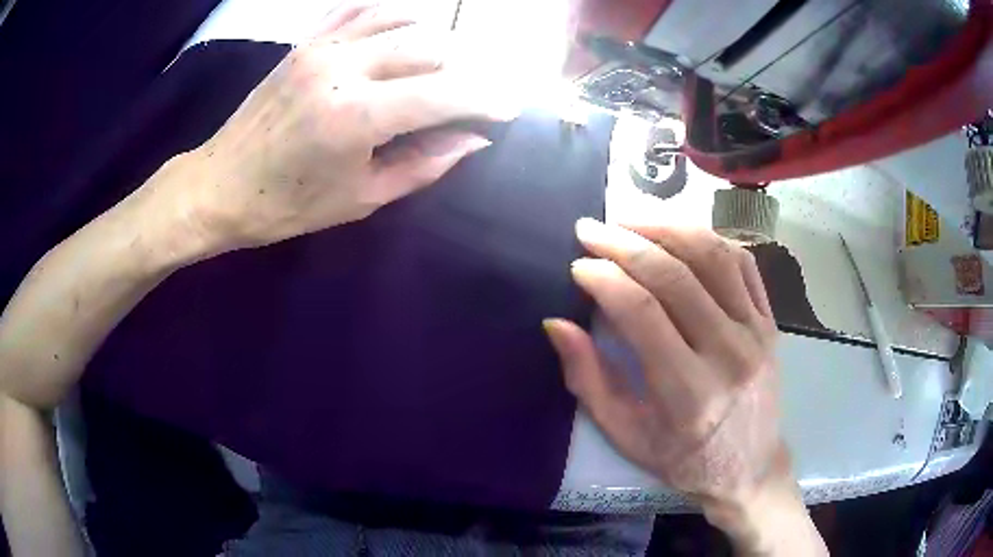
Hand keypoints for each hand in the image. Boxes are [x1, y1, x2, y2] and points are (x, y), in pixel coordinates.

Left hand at [164, 3, 512, 252]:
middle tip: (474, 97)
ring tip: (445, 67)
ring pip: (403, 23)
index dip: (486, 99)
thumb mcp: (361, 197)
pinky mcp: (306, 43)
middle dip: (464, 74)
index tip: (509, 109)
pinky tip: (408, 26)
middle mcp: (343, 68)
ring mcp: (322, 48)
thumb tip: (474, 139)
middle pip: (430, 50)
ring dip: (436, 42)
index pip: (445, 93)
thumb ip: (424, 164)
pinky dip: (394, 14)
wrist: (219, 185)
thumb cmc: (286, 205)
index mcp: (356, 117)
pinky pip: (360, 11)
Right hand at [544, 218, 781, 505]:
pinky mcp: (770, 321)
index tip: (578, 264)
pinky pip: (743, 263)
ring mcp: (756, 332)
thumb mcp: (627, 435)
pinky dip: (709, 239)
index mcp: (689, 391)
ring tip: (629, 219)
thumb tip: (557, 325)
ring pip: (713, 256)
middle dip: (625, 243)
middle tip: (590, 228)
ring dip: (666, 228)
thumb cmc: (684, 459)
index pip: (642, 313)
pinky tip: (679, 234)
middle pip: (675, 276)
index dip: (605, 280)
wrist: (749, 467)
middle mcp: (729, 353)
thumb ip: (590, 380)